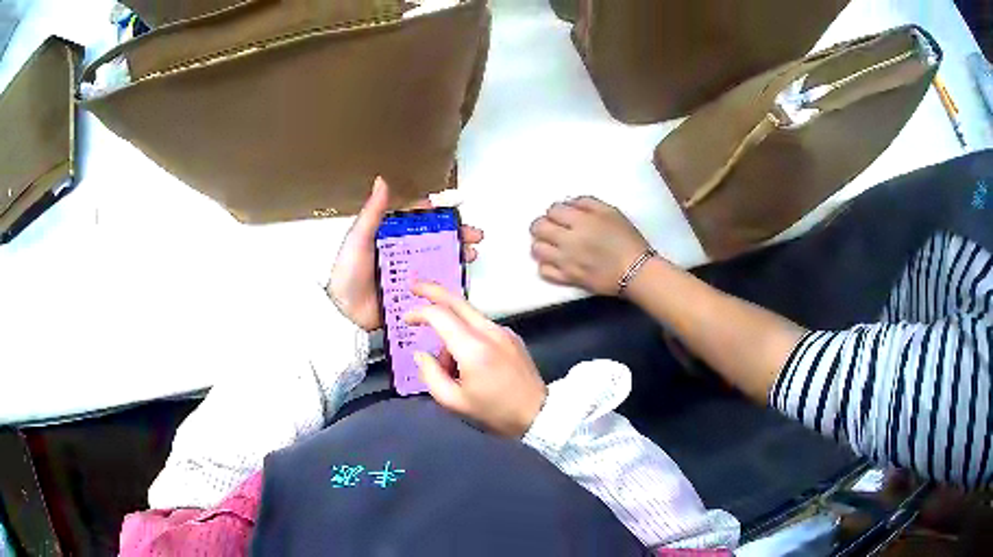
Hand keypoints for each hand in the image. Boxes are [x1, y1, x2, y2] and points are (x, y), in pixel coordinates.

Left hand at [328, 177, 483, 330]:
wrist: (344, 313)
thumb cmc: (346, 274)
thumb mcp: (359, 239)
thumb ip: (373, 213)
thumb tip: (381, 182)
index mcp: (391, 236)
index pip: (419, 219)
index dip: (438, 212)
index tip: (456, 207)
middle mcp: (402, 253)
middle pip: (435, 239)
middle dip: (457, 235)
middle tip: (474, 234)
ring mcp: (409, 275)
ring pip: (439, 261)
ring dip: (457, 256)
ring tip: (472, 254)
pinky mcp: (413, 295)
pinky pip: (434, 286)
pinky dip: (449, 282)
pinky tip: (461, 279)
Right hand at [404, 282, 547, 437]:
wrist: (538, 413)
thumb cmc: (495, 412)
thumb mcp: (454, 402)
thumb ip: (431, 375)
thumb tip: (421, 354)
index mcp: (473, 348)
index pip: (440, 315)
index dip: (419, 313)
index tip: (405, 319)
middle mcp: (489, 331)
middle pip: (457, 300)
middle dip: (432, 290)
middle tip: (413, 286)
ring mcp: (503, 331)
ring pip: (468, 316)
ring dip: (450, 328)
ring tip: (447, 365)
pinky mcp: (511, 336)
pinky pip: (481, 326)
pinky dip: (466, 334)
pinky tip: (466, 362)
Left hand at [530, 197, 650, 295]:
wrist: (636, 271)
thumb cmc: (627, 240)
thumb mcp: (612, 212)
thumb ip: (588, 203)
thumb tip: (569, 204)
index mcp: (581, 221)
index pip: (553, 210)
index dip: (555, 211)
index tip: (562, 216)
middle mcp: (569, 240)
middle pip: (538, 228)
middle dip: (542, 225)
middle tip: (552, 228)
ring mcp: (565, 261)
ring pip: (537, 249)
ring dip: (541, 243)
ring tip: (551, 244)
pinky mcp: (567, 279)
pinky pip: (543, 271)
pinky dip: (545, 265)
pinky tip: (554, 261)